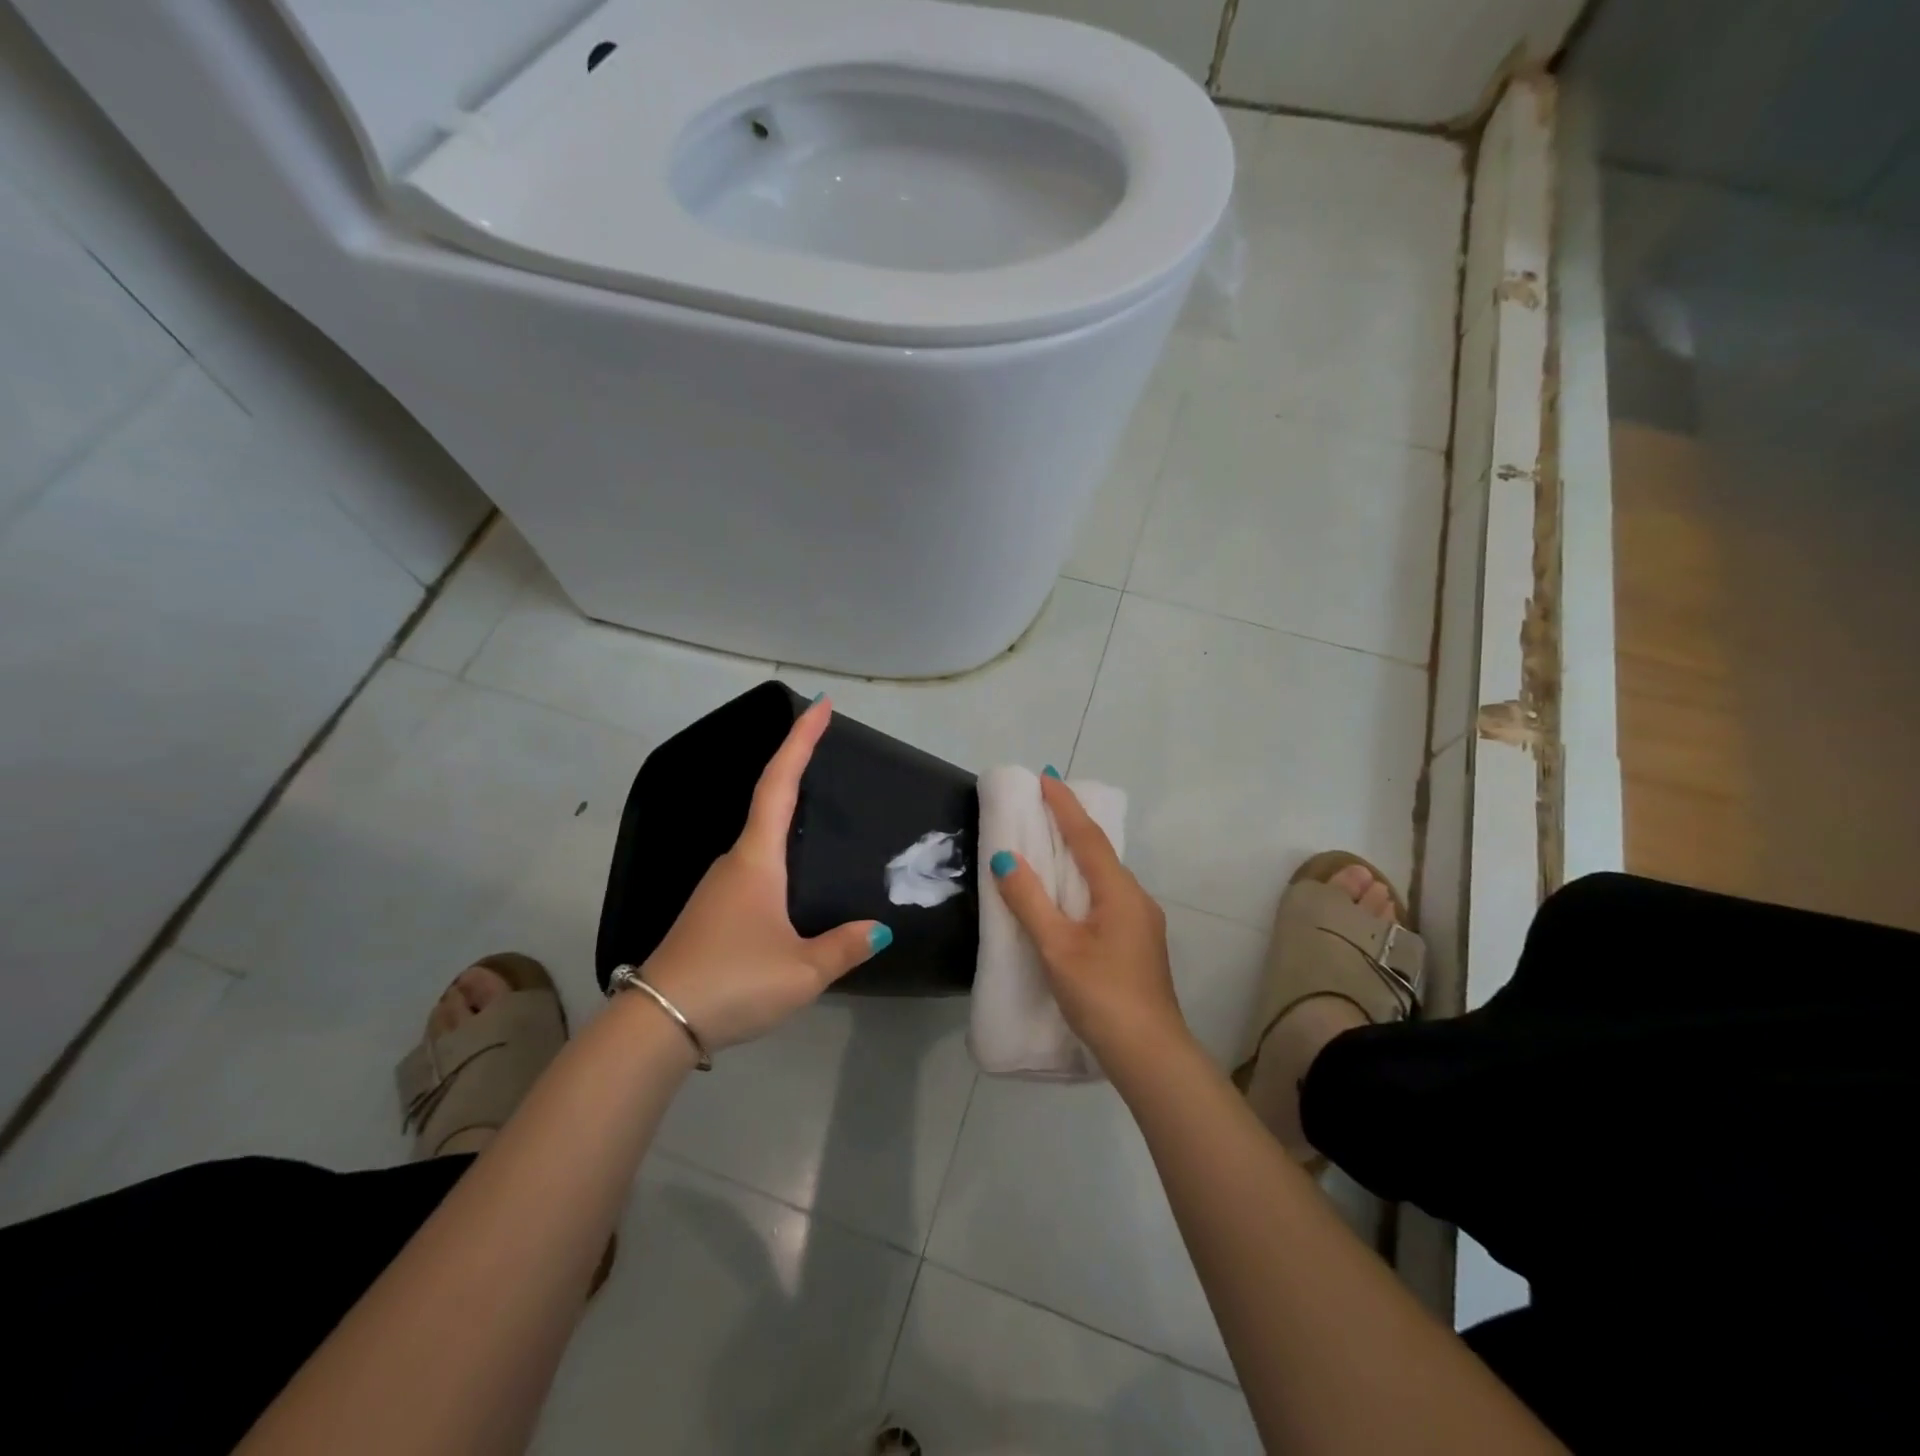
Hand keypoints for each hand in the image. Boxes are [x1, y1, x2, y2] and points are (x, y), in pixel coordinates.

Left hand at [637, 698, 888, 1052]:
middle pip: (768, 802)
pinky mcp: (712, 912)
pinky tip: (794, 884)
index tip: (821, 705)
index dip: (801, 741)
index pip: (779, 783)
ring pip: (761, 841)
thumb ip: (844, 947)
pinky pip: (754, 870)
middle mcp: (734, 862)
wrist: (656, 1024)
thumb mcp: (802, 971)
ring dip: (789, 816)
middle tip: (828, 750)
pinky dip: (779, 857)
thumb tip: (879, 929)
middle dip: (796, 769)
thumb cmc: (733, 981)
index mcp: (756, 860)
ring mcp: (718, 887)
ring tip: (822, 815)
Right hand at [990, 775, 1187, 1065]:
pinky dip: (1084, 883)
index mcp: (1118, 892)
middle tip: (1043, 804)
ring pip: (1104, 877)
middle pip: (1099, 852)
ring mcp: (1141, 923)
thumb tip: (1005, 857)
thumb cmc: (1102, 995)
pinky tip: (1070, 896)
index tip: (1046, 776)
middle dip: (1072, 825)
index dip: (1065, 805)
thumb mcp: (1057, 947)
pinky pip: (1107, 898)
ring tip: (1050, 844)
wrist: (1149, 1054)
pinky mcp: (1138, 944)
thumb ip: (1030, 901)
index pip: (1087, 836)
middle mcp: (1136, 898)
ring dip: (1079, 856)